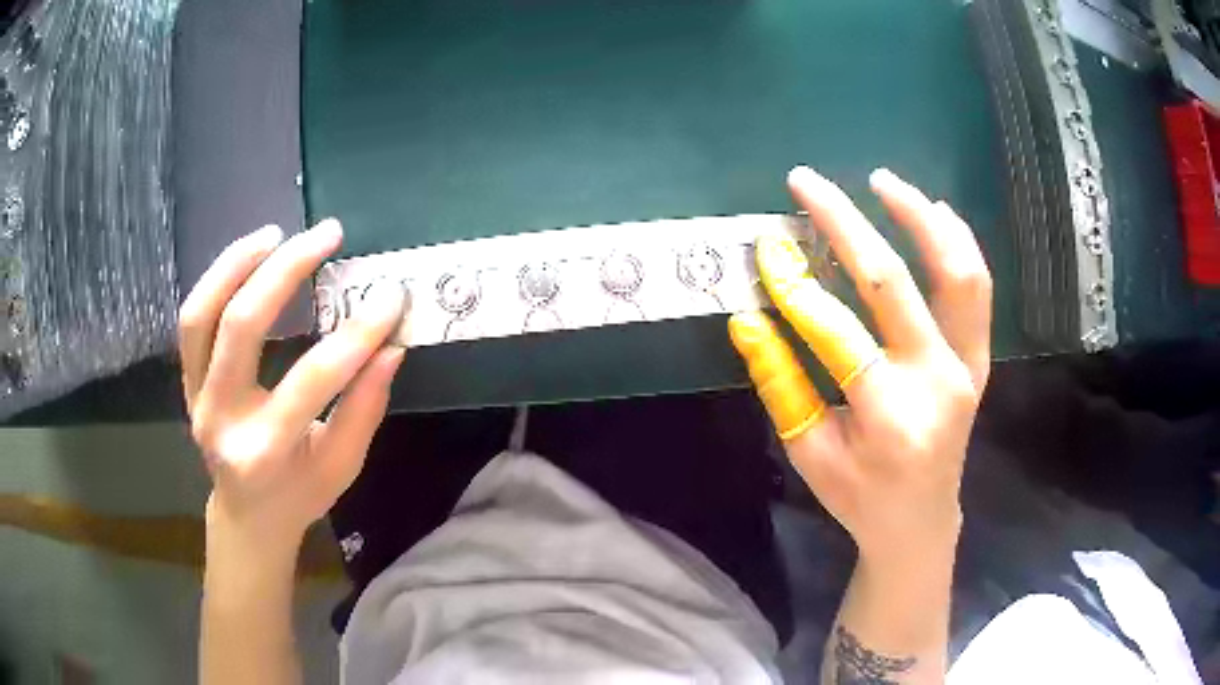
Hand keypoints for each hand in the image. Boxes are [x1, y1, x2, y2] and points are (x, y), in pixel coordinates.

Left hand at [179, 220, 405, 550]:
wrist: (246, 514)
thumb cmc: (299, 495)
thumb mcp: (342, 466)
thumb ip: (364, 408)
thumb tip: (390, 346)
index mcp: (265, 452)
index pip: (310, 382)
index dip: (354, 336)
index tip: (390, 297)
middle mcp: (220, 418)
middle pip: (241, 327)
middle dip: (286, 270)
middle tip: (328, 235)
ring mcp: (196, 395)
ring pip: (202, 313)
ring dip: (238, 263)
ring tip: (277, 233)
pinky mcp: (187, 379)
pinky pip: (193, 319)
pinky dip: (218, 279)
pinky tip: (249, 256)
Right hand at [730, 167, 991, 561]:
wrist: (921, 521)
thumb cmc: (860, 498)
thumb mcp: (810, 454)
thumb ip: (781, 384)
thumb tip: (748, 320)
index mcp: (890, 418)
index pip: (838, 333)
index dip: (795, 287)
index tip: (766, 250)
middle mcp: (938, 381)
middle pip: (894, 283)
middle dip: (844, 224)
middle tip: (806, 182)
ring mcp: (968, 365)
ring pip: (957, 272)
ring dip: (919, 218)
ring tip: (881, 181)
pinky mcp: (979, 357)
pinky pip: (977, 288)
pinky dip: (957, 241)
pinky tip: (932, 211)